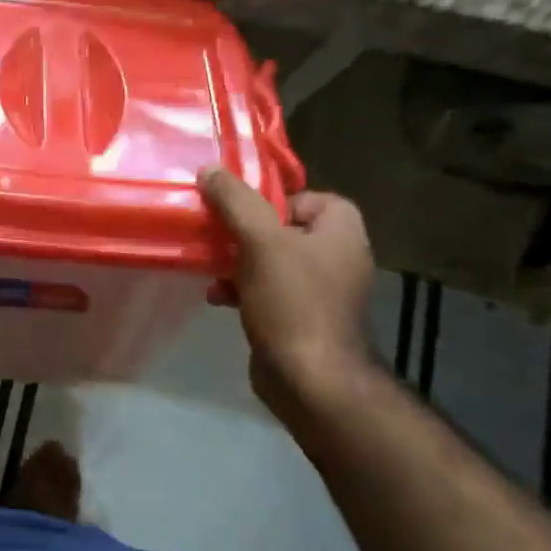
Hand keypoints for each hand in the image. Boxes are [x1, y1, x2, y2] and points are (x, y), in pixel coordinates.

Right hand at [197, 169, 376, 413]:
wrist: (310, 380)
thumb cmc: (293, 301)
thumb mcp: (260, 241)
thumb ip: (235, 201)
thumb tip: (210, 170)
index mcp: (341, 231)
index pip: (308, 196)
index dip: (273, 199)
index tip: (241, 210)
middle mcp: (337, 257)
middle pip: (282, 227)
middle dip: (244, 231)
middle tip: (216, 233)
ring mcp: (320, 291)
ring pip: (270, 260)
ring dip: (237, 260)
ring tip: (209, 265)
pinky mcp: (300, 318)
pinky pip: (266, 290)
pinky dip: (241, 288)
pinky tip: (216, 295)